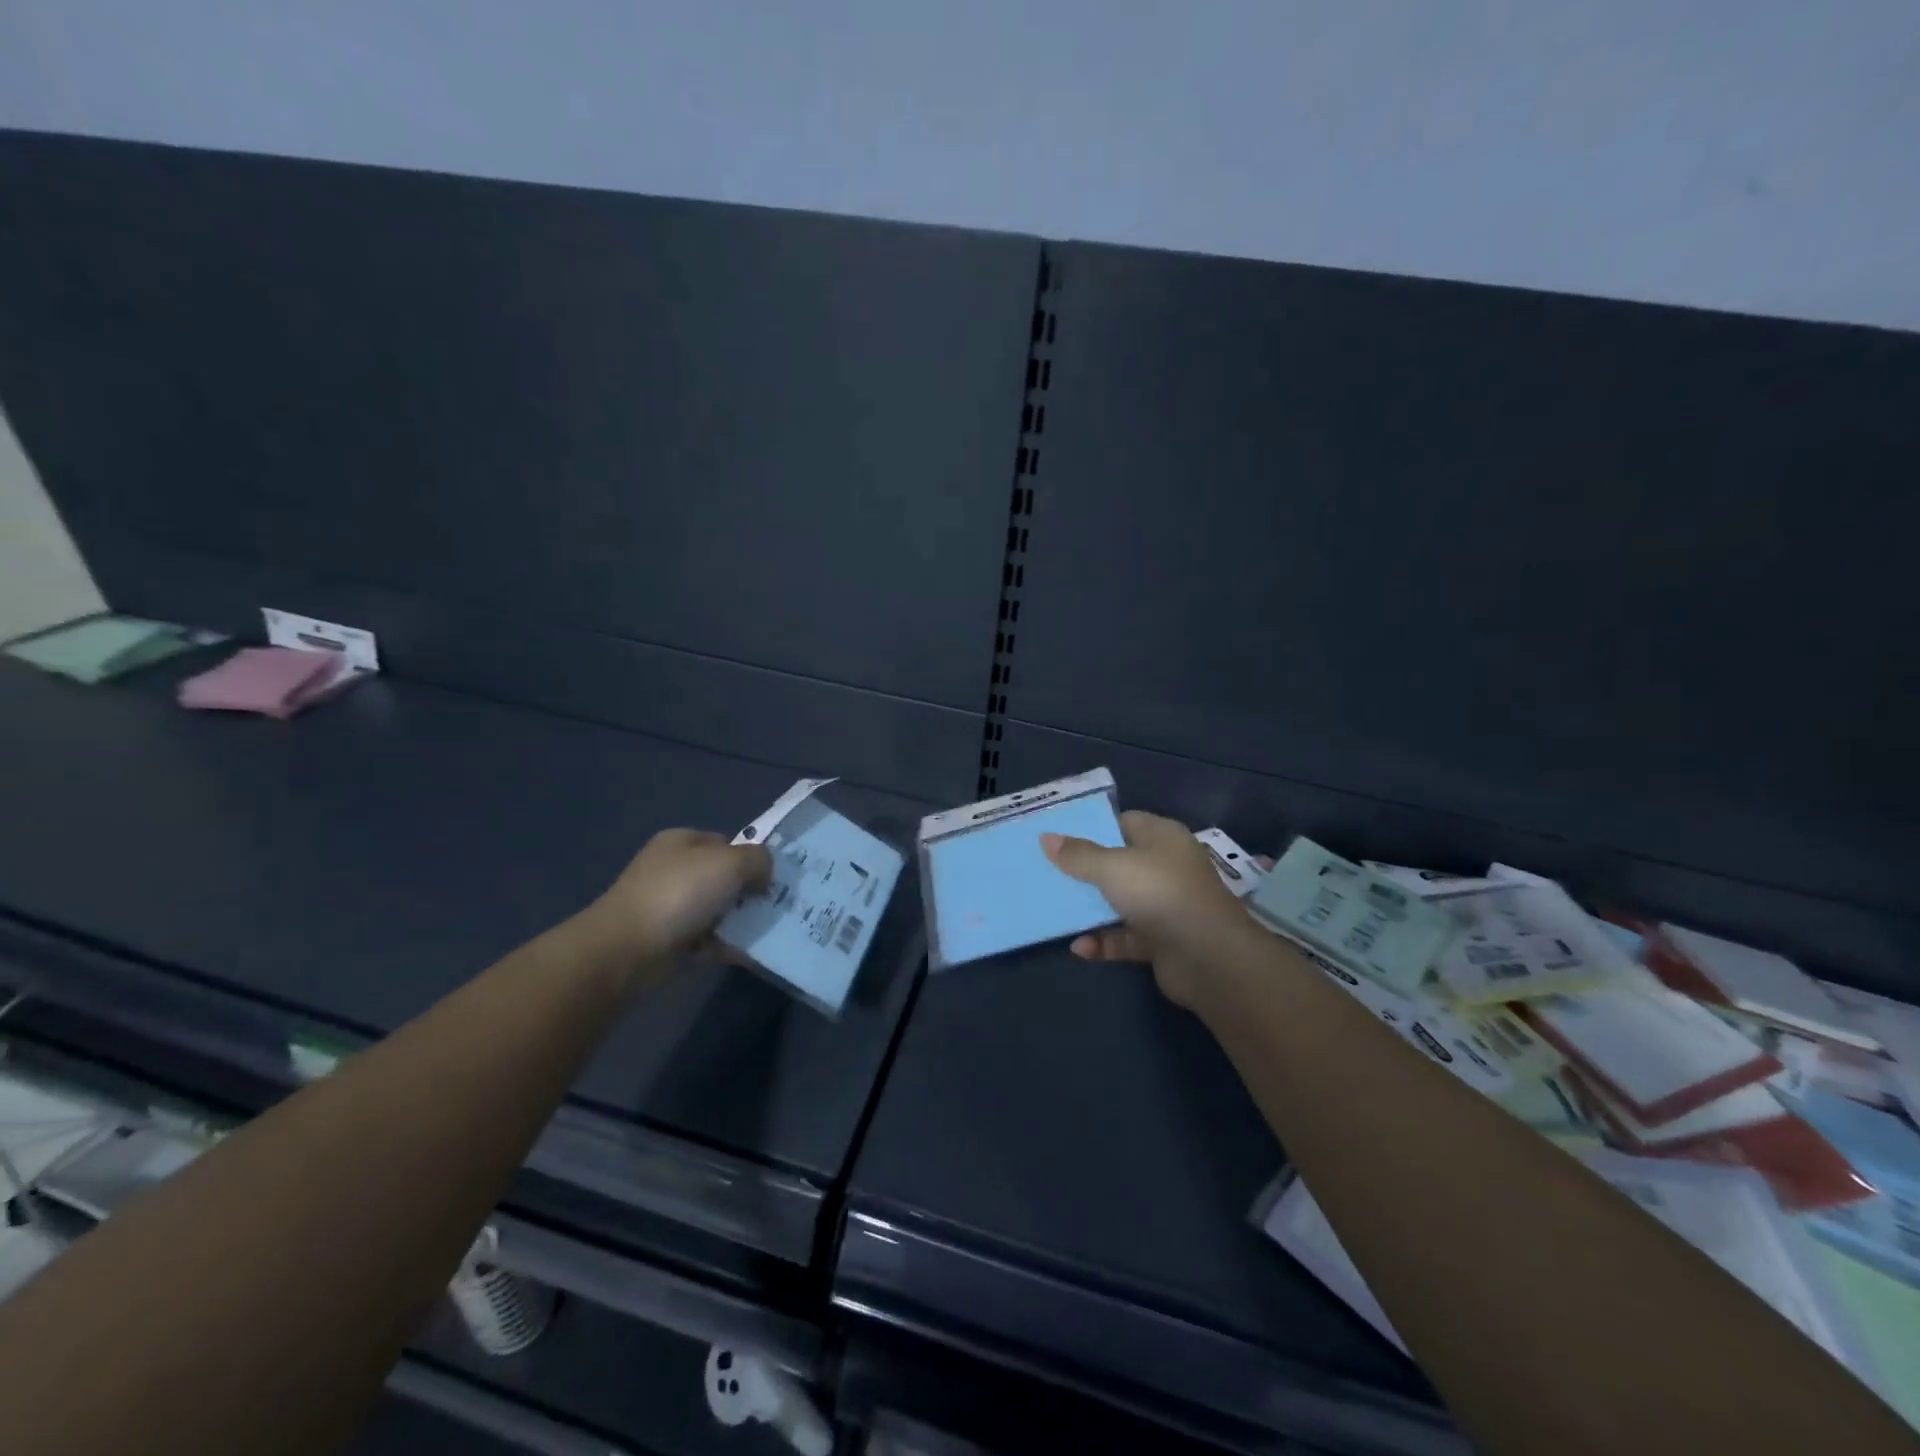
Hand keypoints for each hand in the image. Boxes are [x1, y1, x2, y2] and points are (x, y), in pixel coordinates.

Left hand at [593, 829, 771, 964]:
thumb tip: (764, 874)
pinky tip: (743, 953)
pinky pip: (704, 938)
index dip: (750, 857)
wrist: (627, 948)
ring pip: (714, 909)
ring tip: (763, 931)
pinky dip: (722, 945)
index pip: (726, 842)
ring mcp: (665, 905)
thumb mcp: (730, 863)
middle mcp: (671, 868)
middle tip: (773, 906)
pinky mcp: (664, 939)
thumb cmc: (680, 893)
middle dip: (747, 891)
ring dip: (737, 920)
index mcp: (681, 841)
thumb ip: (758, 859)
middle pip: (721, 877)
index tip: (772, 878)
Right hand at [1040, 810, 1255, 1006]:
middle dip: (1084, 869)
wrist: (1209, 958)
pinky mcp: (1162, 941)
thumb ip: (1079, 855)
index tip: (1058, 835)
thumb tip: (1047, 838)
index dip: (1092, 827)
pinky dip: (1103, 942)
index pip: (1124, 822)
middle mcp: (1166, 867)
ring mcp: (1165, 906)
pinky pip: (1125, 937)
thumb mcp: (1112, 867)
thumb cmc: (1161, 894)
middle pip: (1118, 863)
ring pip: (1119, 902)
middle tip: (1046, 871)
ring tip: (1053, 909)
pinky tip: (1079, 948)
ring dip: (1090, 909)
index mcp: (1162, 838)